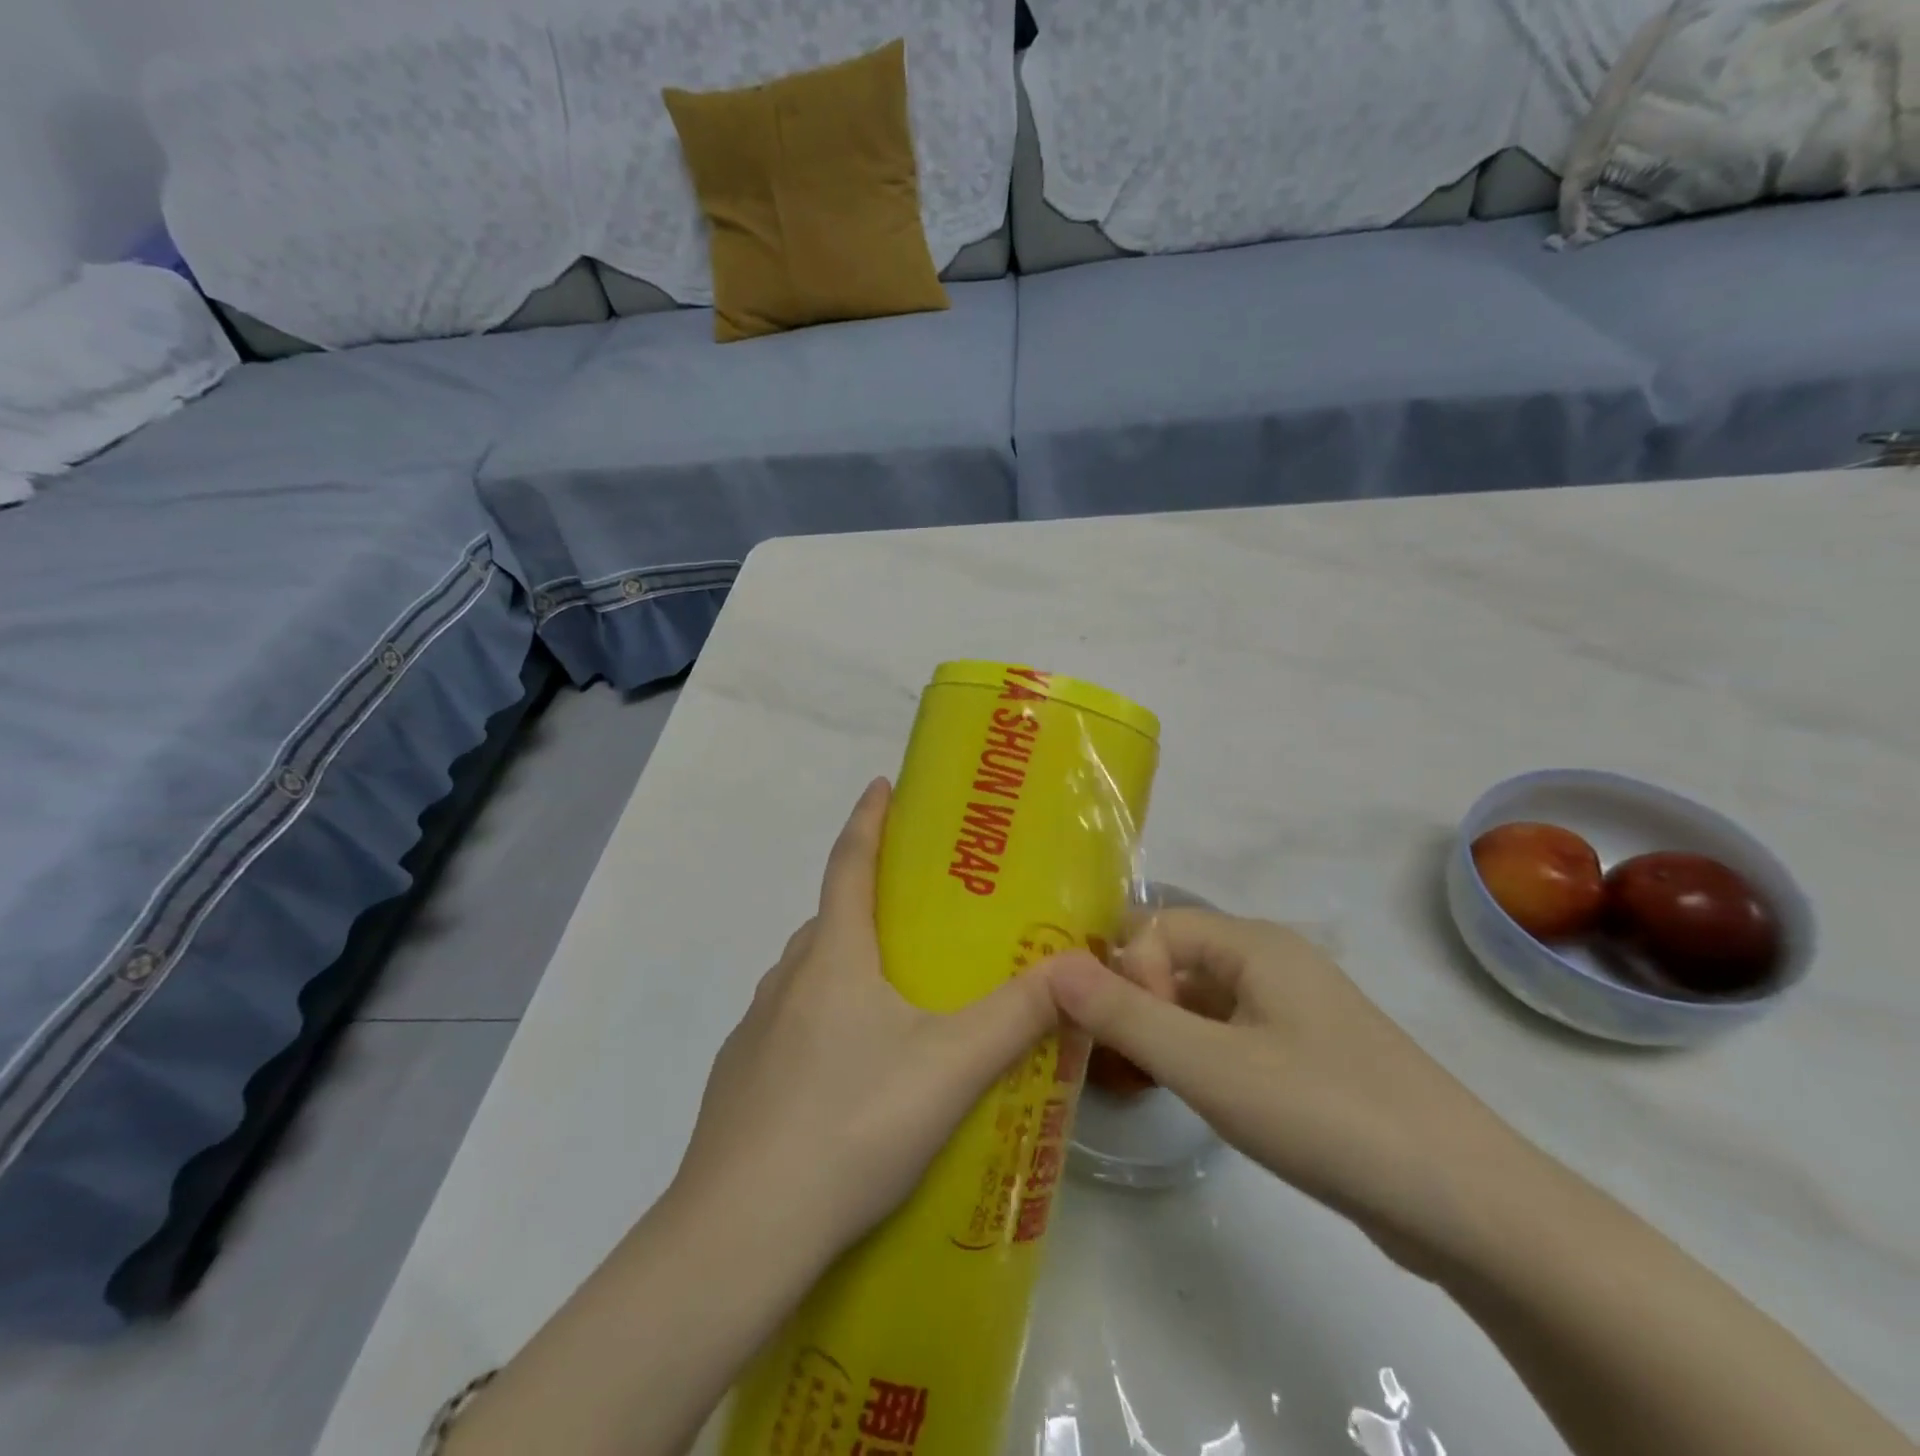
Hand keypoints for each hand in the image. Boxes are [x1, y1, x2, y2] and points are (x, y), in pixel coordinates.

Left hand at [671, 778, 1060, 1260]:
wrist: (738, 1233)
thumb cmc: (850, 1125)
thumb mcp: (951, 1068)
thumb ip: (1018, 1016)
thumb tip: (1076, 969)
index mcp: (832, 957)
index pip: (849, 863)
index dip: (868, 818)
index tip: (882, 784)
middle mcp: (788, 978)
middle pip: (832, 917)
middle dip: (871, 898)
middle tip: (922, 909)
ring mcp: (757, 1029)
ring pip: (812, 973)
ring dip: (850, 961)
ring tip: (899, 989)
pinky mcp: (742, 1077)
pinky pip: (794, 1022)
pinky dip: (828, 1016)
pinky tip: (856, 1068)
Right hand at [1051, 908, 1529, 1272]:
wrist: (1467, 1205)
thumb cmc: (1325, 1114)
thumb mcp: (1209, 1066)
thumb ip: (1124, 1015)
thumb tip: (1049, 968)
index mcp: (1255, 944)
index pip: (1157, 927)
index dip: (1128, 971)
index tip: (1132, 1035)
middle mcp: (1274, 962)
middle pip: (1178, 959)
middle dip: (1137, 999)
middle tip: (1115, 1057)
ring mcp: (1296, 1009)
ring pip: (1202, 1000)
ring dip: (1166, 1030)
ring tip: (1143, 1078)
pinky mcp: (1308, 1054)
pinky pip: (1232, 1033)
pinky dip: (1200, 1053)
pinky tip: (1196, 1096)